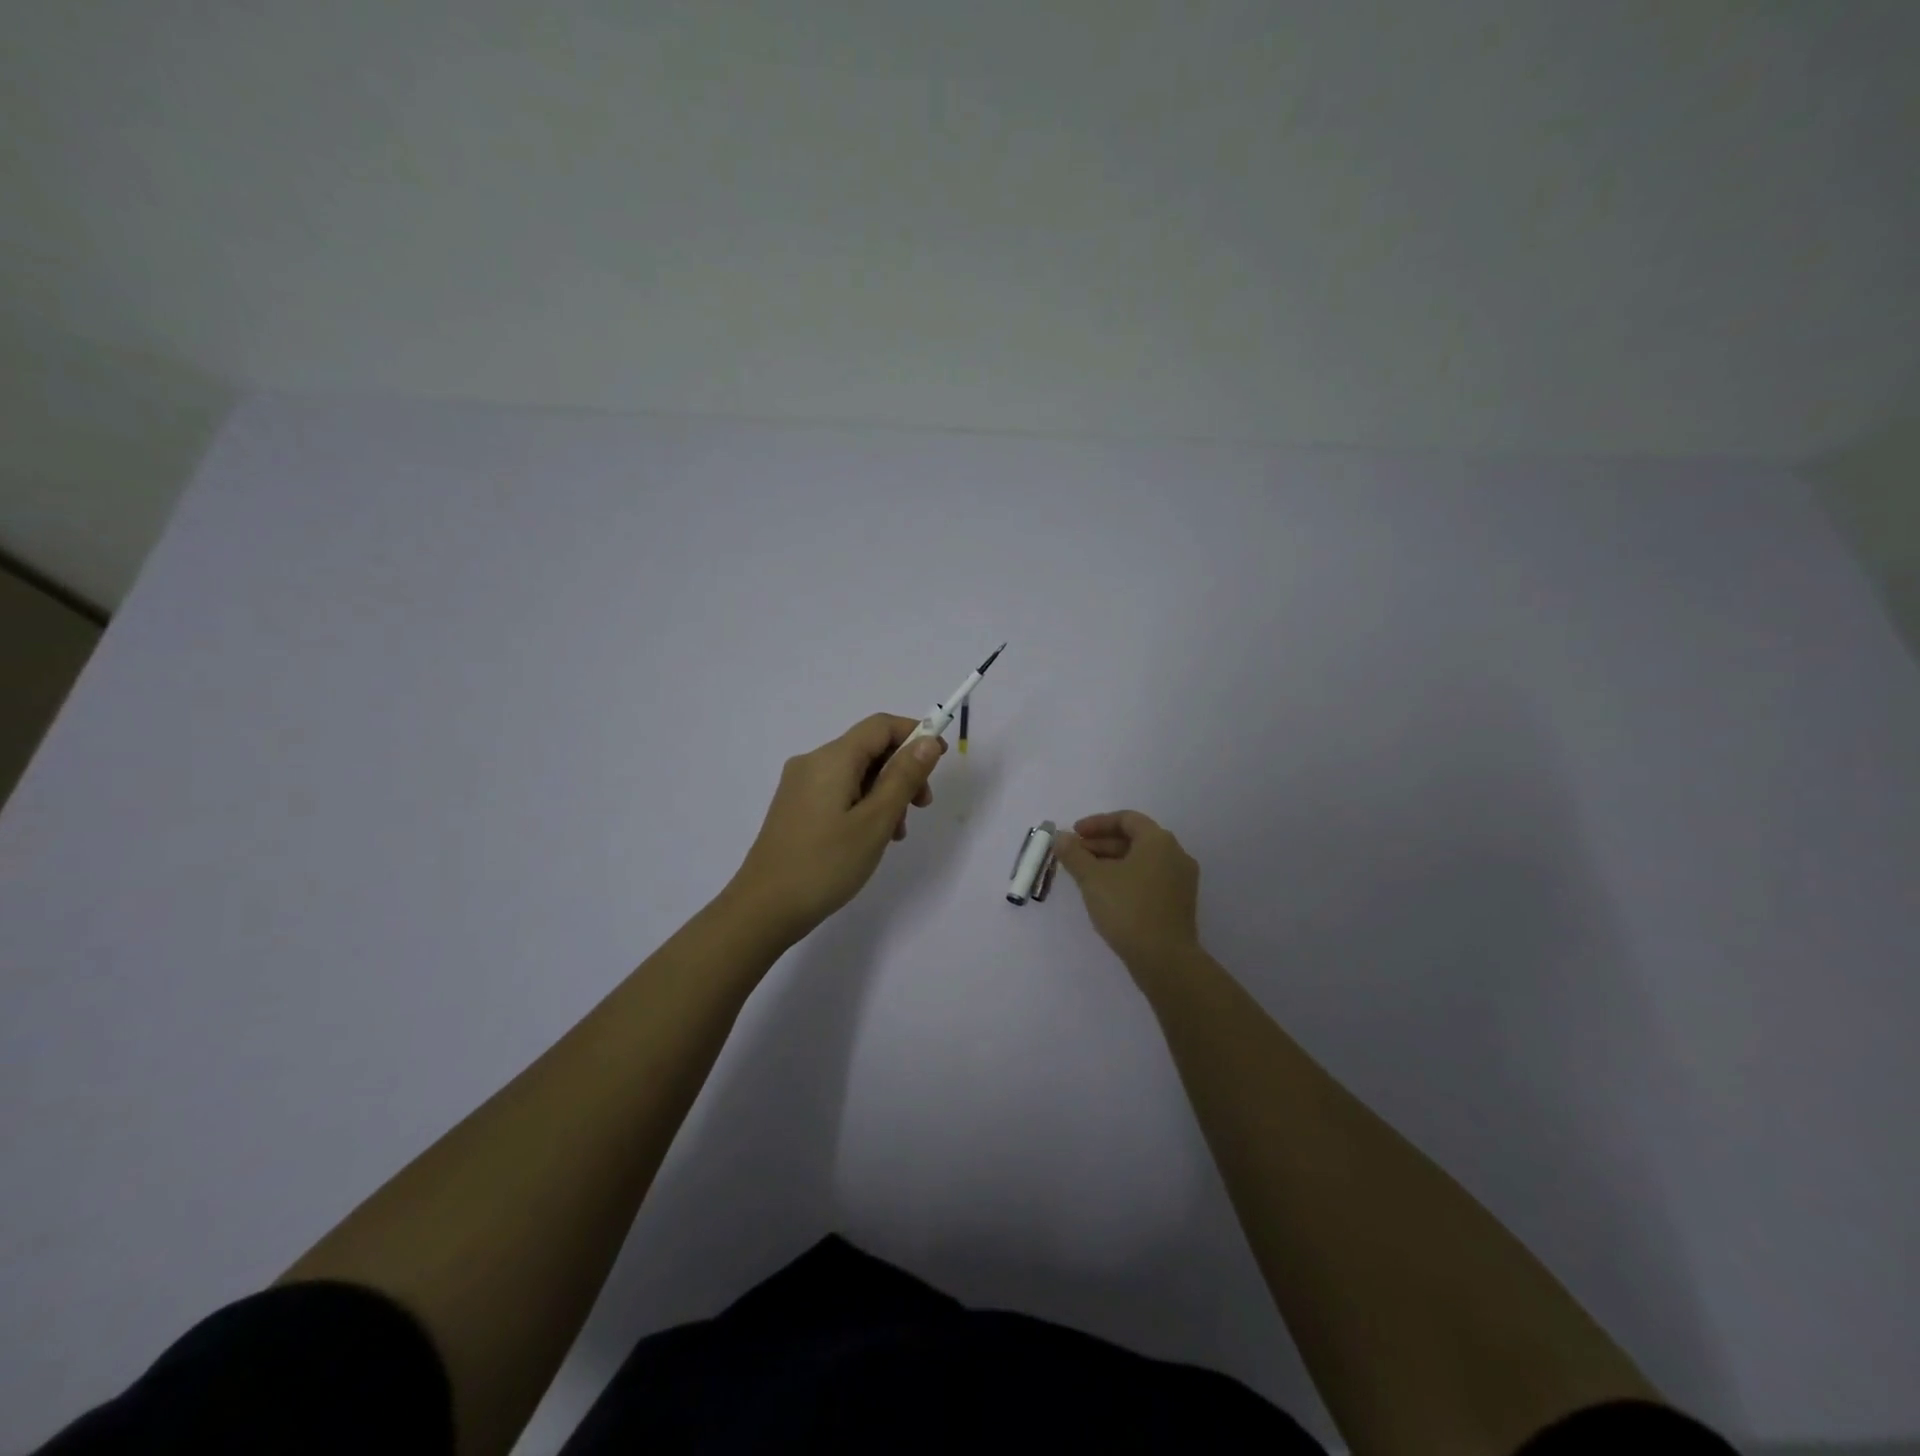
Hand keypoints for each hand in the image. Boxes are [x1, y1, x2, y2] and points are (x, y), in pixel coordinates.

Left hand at [726, 713, 945, 943]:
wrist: (764, 908)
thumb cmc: (826, 864)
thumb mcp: (875, 821)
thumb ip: (904, 777)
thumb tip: (928, 741)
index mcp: (832, 759)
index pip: (880, 725)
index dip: (915, 734)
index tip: (941, 761)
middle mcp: (813, 762)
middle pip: (868, 749)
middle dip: (902, 770)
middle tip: (921, 807)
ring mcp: (800, 786)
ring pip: (856, 774)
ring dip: (885, 793)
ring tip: (896, 834)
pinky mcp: (796, 807)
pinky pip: (839, 792)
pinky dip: (863, 804)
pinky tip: (872, 838)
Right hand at [1053, 810, 1202, 974]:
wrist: (1165, 959)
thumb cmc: (1127, 909)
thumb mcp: (1093, 879)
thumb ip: (1074, 854)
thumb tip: (1060, 837)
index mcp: (1158, 841)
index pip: (1126, 819)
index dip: (1097, 823)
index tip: (1074, 834)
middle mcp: (1175, 854)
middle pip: (1135, 839)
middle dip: (1101, 844)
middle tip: (1075, 855)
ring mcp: (1181, 880)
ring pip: (1142, 861)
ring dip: (1112, 862)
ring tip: (1086, 876)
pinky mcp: (1180, 903)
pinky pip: (1150, 878)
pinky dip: (1127, 878)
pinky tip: (1107, 894)